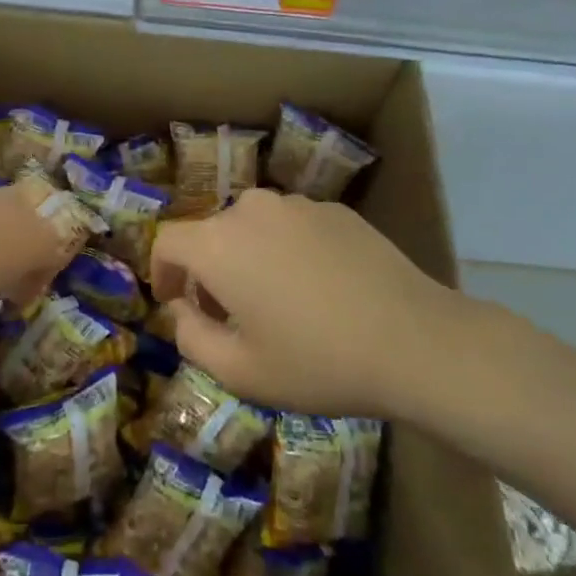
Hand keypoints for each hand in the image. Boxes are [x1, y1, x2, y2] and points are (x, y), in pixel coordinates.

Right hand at [150, 187, 481, 419]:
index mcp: (218, 243)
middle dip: (207, 271)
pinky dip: (287, 251)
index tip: (173, 303)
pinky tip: (317, 289)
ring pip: (253, 227)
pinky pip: (292, 226)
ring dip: (248, 258)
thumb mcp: (239, 371)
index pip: (167, 241)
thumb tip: (181, 309)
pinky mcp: (335, 209)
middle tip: (228, 315)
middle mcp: (251, 210)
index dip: (161, 272)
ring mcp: (297, 205)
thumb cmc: (317, 361)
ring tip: (276, 302)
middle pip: (211, 233)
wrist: (414, 340)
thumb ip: (191, 337)